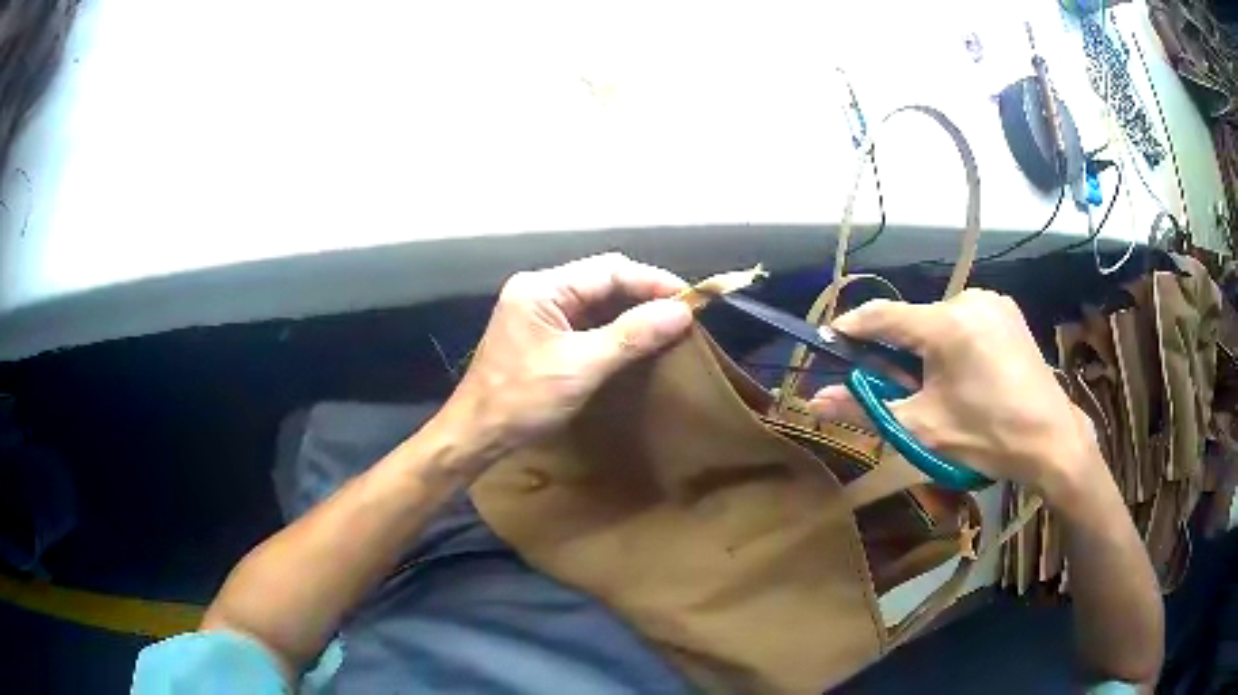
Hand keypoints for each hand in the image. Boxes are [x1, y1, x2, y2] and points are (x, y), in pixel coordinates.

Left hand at [436, 253, 692, 465]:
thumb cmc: (522, 400)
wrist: (477, 435)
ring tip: (668, 324)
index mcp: (541, 288)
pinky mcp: (540, 332)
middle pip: (601, 279)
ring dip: (630, 310)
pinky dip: (613, 326)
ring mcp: (537, 311)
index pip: (608, 270)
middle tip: (683, 313)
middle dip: (643, 293)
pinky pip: (584, 319)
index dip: (652, 281)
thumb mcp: (581, 367)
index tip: (690, 299)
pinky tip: (636, 337)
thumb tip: (680, 313)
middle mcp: (538, 290)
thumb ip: (631, 336)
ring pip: (595, 299)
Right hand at [810, 289, 1106, 505]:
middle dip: (897, 349)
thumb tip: (815, 401)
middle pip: (914, 319)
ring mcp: (992, 301)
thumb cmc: (986, 436)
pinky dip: (953, 341)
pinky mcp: (1007, 310)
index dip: (851, 328)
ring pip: (940, 319)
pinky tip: (966, 371)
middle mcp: (968, 298)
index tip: (828, 342)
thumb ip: (866, 410)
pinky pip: (965, 319)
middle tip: (894, 385)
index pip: (882, 315)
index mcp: (946, 324)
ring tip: (937, 385)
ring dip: (927, 346)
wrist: (1051, 439)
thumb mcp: (922, 428)